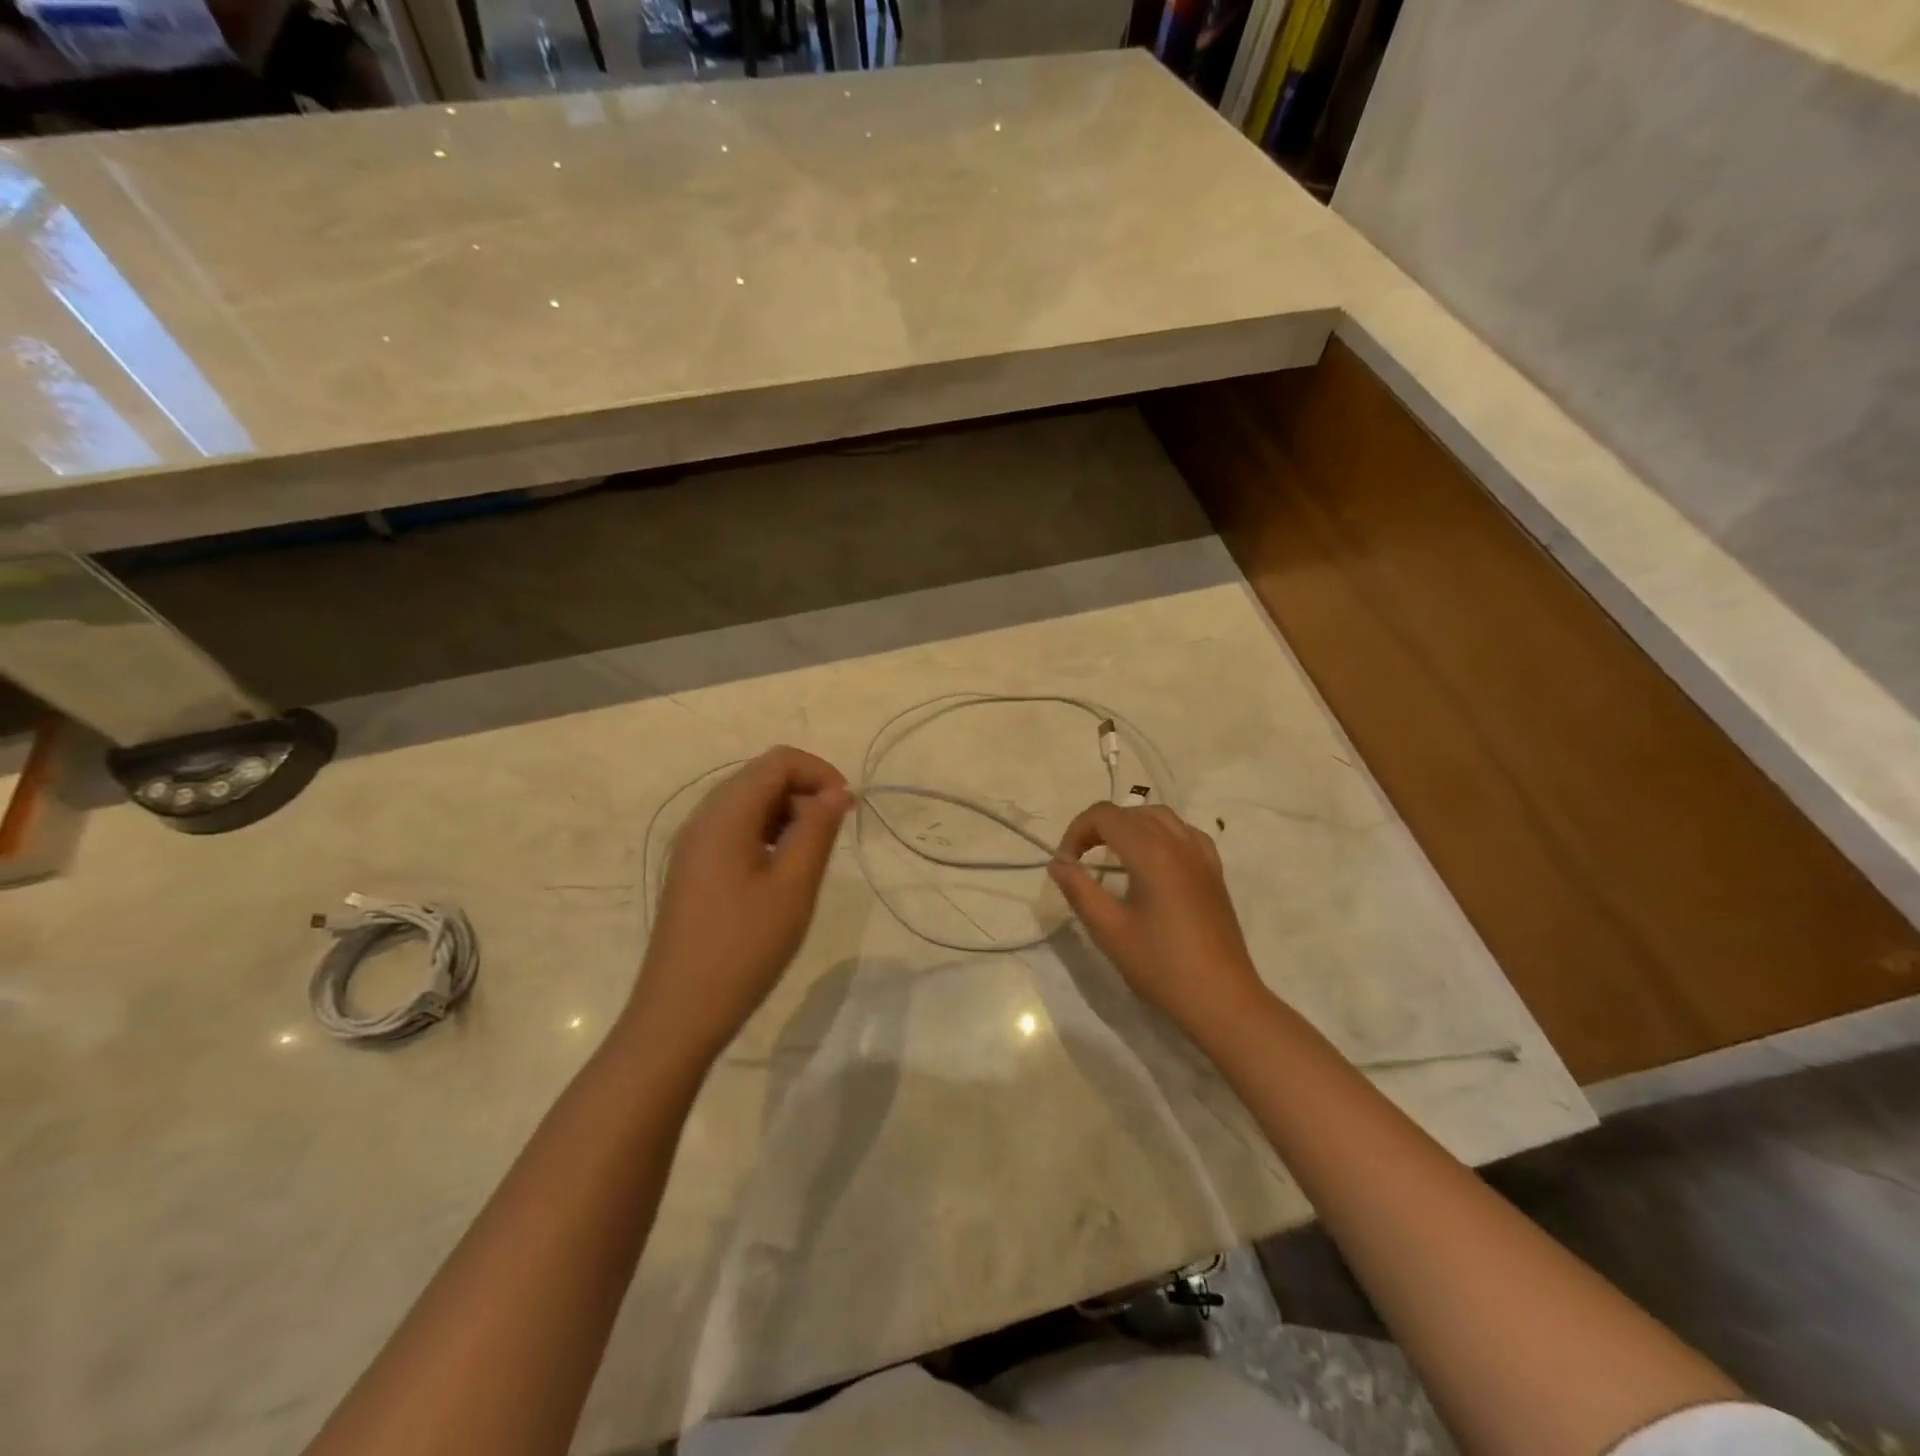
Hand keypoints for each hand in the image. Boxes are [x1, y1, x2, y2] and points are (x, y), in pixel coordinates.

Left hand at [630, 747, 851, 1063]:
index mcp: (725, 815)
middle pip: (760, 777)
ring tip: (814, 852)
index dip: (820, 773)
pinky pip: (735, 830)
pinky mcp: (693, 870)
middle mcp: (703, 819)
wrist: (679, 1014)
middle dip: (805, 791)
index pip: (778, 762)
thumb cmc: (743, 948)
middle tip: (838, 829)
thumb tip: (836, 793)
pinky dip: (768, 834)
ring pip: (748, 804)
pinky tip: (784, 870)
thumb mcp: (793, 887)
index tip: (849, 808)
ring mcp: (693, 845)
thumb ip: (817, 830)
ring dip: (788, 813)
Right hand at [1049, 803, 1267, 1044]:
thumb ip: (1079, 890)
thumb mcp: (1109, 930)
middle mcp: (1179, 843)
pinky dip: (1161, 835)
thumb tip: (1058, 863)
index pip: (1105, 815)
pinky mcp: (1214, 872)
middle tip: (1080, 860)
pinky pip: (1185, 833)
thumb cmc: (1161, 966)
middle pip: (1130, 812)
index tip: (1065, 863)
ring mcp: (1202, 856)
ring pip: (1159, 817)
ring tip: (1112, 856)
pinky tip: (1154, 860)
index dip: (1077, 831)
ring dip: (1129, 826)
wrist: (1221, 999)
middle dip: (1098, 828)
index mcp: (1152, 853)